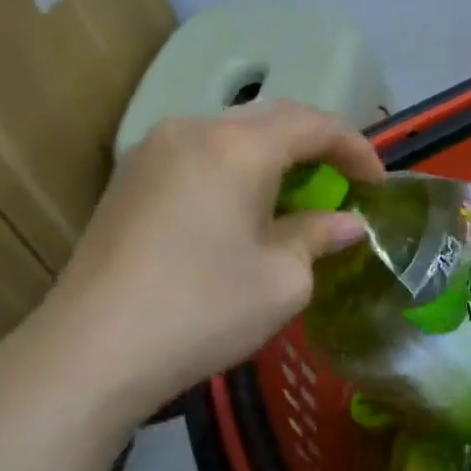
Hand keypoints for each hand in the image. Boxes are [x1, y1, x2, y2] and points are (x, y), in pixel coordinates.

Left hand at [31, 101, 383, 425]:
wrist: (92, 351)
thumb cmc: (203, 310)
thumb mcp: (283, 280)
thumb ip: (318, 237)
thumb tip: (346, 223)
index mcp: (237, 147)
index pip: (313, 124)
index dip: (355, 148)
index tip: (378, 184)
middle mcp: (192, 130)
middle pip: (271, 120)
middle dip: (316, 146)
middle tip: (344, 183)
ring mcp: (152, 151)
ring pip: (231, 134)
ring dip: (274, 157)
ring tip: (298, 195)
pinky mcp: (128, 179)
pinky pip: (199, 155)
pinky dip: (236, 169)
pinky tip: (244, 208)